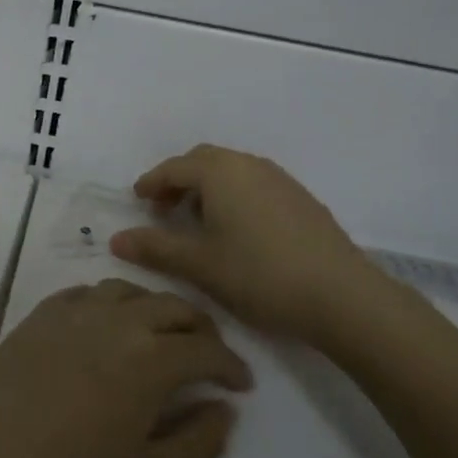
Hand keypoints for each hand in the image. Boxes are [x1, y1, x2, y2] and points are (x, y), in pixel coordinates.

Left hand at [0, 279, 251, 457]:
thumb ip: (198, 442)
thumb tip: (223, 408)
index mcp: (150, 358)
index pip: (206, 348)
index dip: (231, 365)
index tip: (241, 385)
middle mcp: (114, 321)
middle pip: (171, 307)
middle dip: (200, 329)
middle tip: (209, 357)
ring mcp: (70, 313)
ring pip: (127, 291)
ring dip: (154, 308)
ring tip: (159, 336)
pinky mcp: (35, 318)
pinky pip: (84, 293)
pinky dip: (109, 303)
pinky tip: (104, 325)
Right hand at [109, 144, 407, 349]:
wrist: (342, 296)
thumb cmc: (259, 274)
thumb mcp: (199, 264)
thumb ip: (155, 248)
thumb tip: (116, 239)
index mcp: (221, 172)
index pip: (175, 167)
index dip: (152, 182)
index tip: (137, 199)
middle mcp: (249, 165)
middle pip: (204, 161)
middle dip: (179, 181)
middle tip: (164, 210)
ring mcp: (280, 180)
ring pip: (232, 172)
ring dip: (208, 188)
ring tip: (197, 222)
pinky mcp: (302, 200)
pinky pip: (255, 185)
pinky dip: (234, 197)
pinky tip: (236, 232)